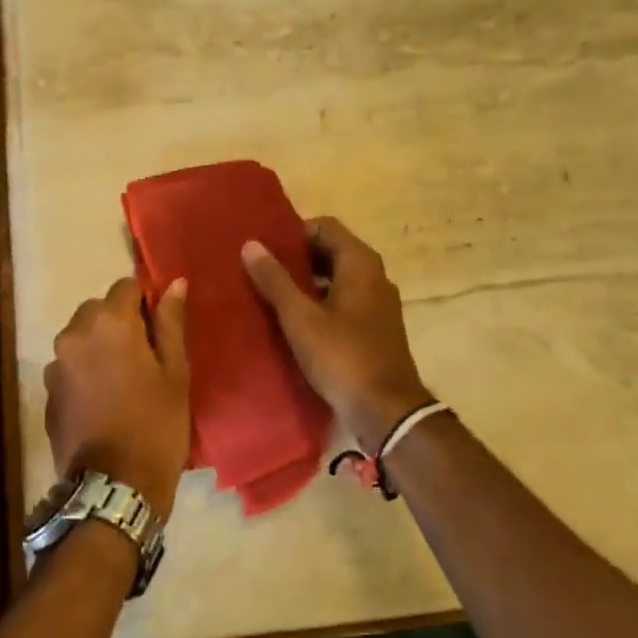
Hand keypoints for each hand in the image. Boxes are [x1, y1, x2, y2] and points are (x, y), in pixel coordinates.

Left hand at [43, 277, 190, 518]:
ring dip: (99, 346)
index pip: (126, 286)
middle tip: (145, 357)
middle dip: (119, 322)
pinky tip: (103, 400)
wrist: (115, 487)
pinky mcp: (48, 392)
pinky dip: (85, 371)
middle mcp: (74, 333)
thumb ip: (170, 322)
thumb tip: (174, 283)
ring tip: (123, 381)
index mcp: (110, 322)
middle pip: (98, 310)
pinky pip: (69, 366)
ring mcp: (56, 364)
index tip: (159, 328)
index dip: (145, 301)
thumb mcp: (175, 371)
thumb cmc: (156, 424)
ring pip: (81, 337)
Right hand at [242, 217, 432, 451]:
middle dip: (296, 257)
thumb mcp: (300, 318)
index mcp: (360, 263)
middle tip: (261, 269)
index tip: (264, 247)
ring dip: (306, 280)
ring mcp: (378, 302)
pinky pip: (343, 300)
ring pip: (336, 277)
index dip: (293, 232)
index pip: (324, 226)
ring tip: (271, 293)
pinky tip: (294, 320)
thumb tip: (251, 244)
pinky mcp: (375, 327)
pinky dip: (320, 301)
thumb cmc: (342, 357)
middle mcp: (374, 275)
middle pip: (331, 250)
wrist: (387, 411)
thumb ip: (275, 280)